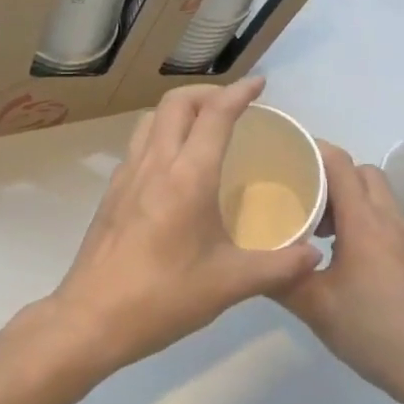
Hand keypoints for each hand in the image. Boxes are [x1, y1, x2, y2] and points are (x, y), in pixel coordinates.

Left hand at [41, 78, 322, 377]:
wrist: (90, 319)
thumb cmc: (163, 297)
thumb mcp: (230, 284)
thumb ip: (279, 267)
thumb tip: (313, 255)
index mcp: (188, 176)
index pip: (215, 114)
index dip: (239, 92)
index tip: (260, 84)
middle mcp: (155, 164)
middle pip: (177, 103)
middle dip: (208, 92)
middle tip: (234, 105)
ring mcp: (127, 176)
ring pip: (151, 119)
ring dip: (180, 110)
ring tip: (205, 127)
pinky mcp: (112, 193)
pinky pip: (139, 145)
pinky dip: (162, 135)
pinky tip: (176, 167)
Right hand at [277, 144, 403, 403]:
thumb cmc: (374, 330)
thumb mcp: (316, 307)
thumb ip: (280, 280)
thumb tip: (251, 262)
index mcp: (364, 222)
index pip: (340, 164)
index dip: (313, 150)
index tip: (283, 154)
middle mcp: (388, 220)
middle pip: (361, 172)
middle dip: (329, 174)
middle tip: (299, 196)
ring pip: (375, 196)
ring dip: (346, 199)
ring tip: (316, 228)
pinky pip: (383, 218)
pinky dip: (360, 220)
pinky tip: (339, 255)